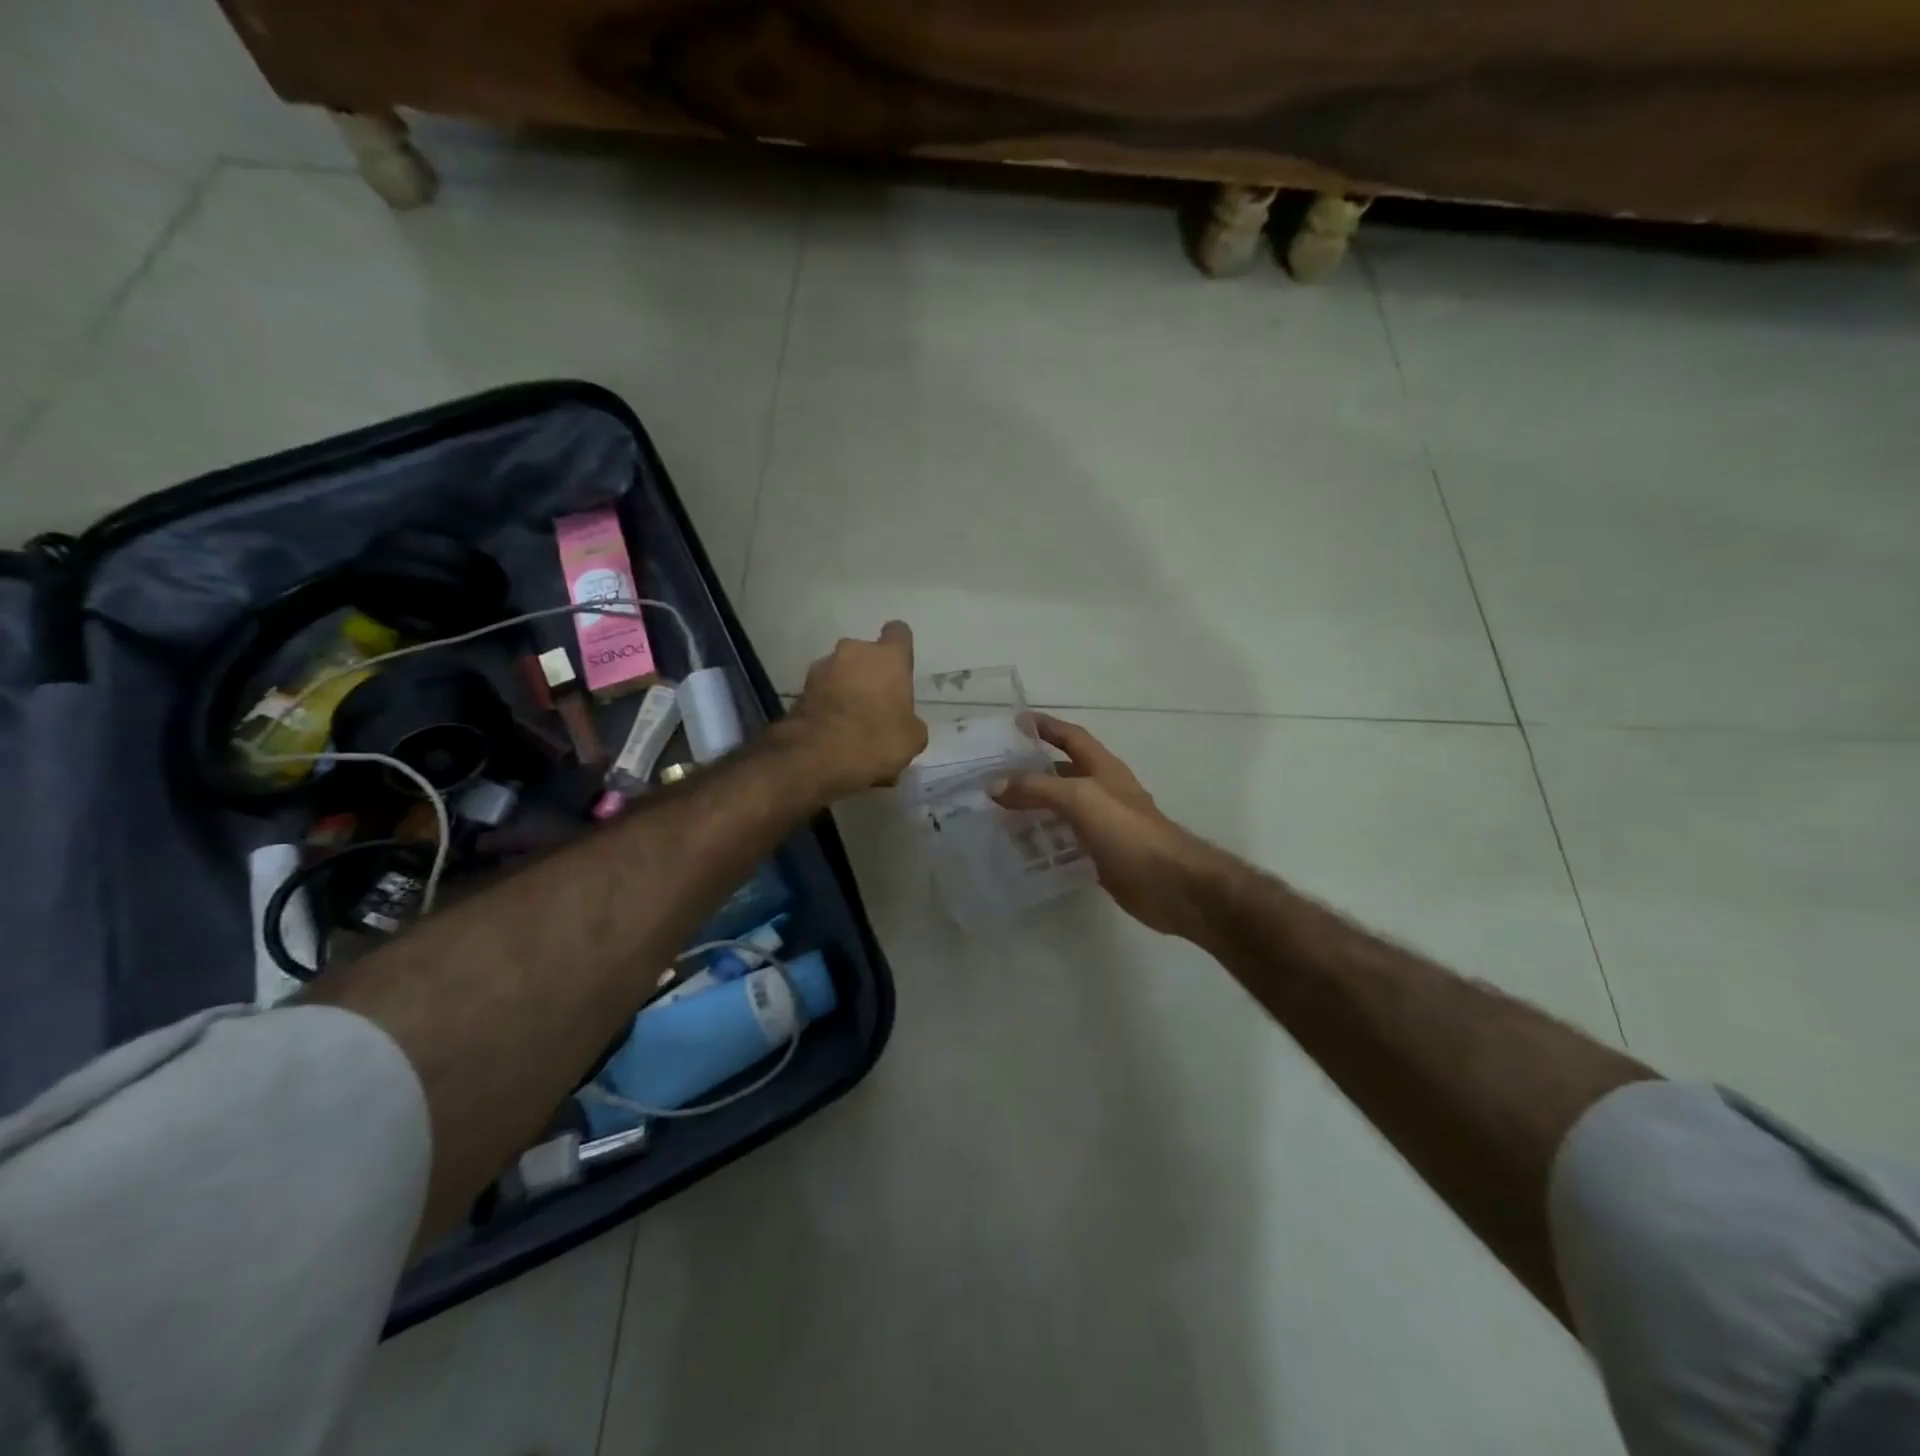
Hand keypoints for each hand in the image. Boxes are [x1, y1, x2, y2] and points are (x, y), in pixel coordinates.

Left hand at [789, 620, 926, 795]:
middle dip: (869, 673)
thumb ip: (910, 720)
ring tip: (850, 722)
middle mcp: (853, 651)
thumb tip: (903, 722)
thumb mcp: (913, 738)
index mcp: (888, 657)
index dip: (900, 649)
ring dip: (846, 688)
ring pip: (841, 672)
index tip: (900, 669)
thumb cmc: (876, 739)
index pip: (898, 632)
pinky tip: (833, 731)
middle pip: (865, 654)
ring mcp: (822, 667)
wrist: (816, 755)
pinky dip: (828, 705)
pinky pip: (822, 692)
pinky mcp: (800, 688)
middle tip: (875, 705)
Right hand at [993, 714, 1213, 937]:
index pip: (1071, 737)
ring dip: (1033, 808)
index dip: (1046, 726)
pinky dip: (1043, 840)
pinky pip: (1065, 840)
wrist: (1168, 883)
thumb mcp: (1080, 798)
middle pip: (1062, 773)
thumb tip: (994, 785)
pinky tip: (1020, 848)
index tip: (1015, 722)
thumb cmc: (1127, 831)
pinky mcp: (1101, 854)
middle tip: (994, 775)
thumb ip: (1037, 789)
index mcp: (1103, 768)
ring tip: (997, 813)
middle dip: (1031, 771)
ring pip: (1061, 809)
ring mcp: (1102, 824)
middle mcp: (1102, 791)